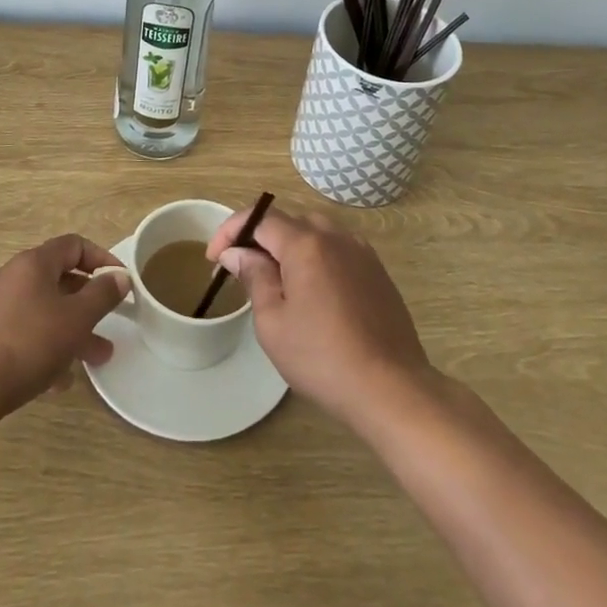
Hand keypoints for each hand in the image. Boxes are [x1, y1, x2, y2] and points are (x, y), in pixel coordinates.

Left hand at [0, 234, 129, 422]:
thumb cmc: (29, 344)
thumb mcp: (77, 319)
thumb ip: (103, 294)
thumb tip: (120, 276)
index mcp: (33, 263)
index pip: (74, 245)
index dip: (102, 259)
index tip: (120, 283)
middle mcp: (10, 275)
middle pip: (58, 280)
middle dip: (87, 304)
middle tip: (108, 327)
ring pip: (42, 309)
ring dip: (69, 329)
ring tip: (90, 361)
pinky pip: (22, 330)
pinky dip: (43, 344)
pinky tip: (55, 378)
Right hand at [207, 204, 431, 424]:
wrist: (391, 388)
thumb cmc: (322, 357)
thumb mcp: (273, 322)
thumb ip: (254, 277)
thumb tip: (238, 253)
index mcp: (306, 243)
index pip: (260, 217)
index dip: (231, 231)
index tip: (214, 258)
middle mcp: (336, 236)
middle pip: (288, 221)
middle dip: (259, 238)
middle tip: (242, 270)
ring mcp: (361, 252)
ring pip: (315, 234)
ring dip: (289, 248)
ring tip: (275, 281)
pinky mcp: (377, 272)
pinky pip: (337, 251)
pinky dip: (316, 259)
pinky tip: (312, 293)